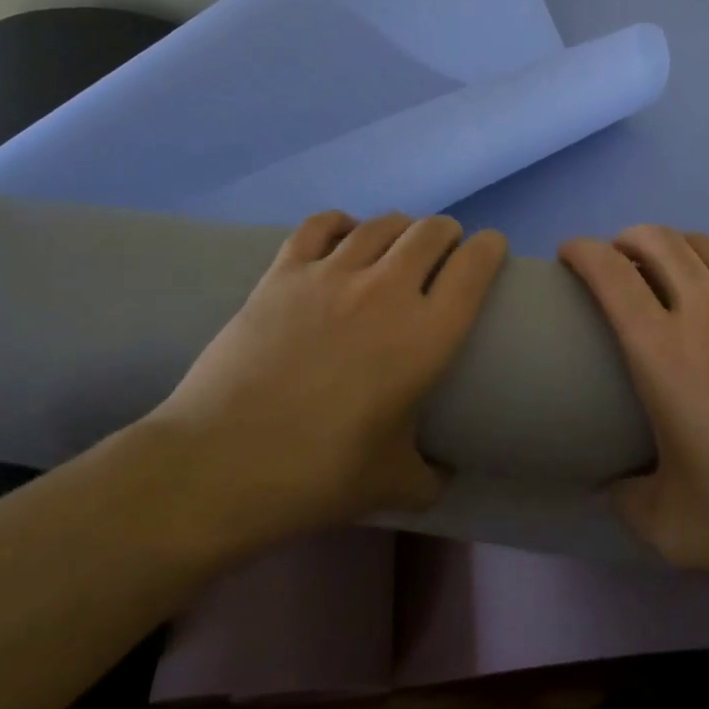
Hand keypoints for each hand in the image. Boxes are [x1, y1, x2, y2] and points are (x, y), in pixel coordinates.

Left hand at [146, 211, 506, 545]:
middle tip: (444, 253)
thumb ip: (430, 477)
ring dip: (401, 227)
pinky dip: (341, 223)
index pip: (475, 266)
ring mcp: (332, 274)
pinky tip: (343, 235)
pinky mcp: (284, 271)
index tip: (490, 251)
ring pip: (382, 223)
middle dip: (447, 234)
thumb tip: (444, 473)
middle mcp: (387, 290)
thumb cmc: (316, 476)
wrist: (218, 465)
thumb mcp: (391, 486)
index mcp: (425, 335)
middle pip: (432, 231)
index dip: (490, 248)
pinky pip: (322, 224)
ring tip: (398, 245)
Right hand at [560, 226, 708, 583]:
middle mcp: (705, 312)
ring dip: (672, 243)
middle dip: (625, 238)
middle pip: (657, 241)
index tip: (568, 253)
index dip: (582, 251)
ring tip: (665, 264)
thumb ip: (627, 503)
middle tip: (616, 262)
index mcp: (662, 352)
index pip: (610, 274)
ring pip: (703, 244)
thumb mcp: (673, 529)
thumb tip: (610, 485)